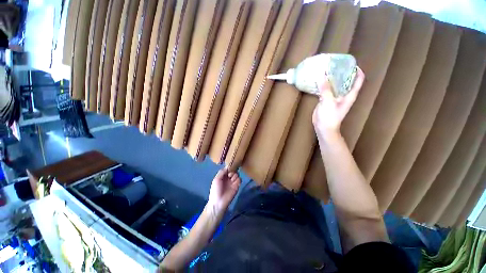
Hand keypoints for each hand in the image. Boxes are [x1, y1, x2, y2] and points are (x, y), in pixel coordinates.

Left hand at [207, 168, 240, 213]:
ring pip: (237, 174)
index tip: (230, 166)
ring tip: (231, 179)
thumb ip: (221, 172)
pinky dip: (238, 179)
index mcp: (222, 176)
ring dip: (234, 175)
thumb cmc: (215, 190)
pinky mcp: (237, 186)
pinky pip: (240, 179)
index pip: (227, 168)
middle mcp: (228, 178)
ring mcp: (233, 181)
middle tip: (229, 175)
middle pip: (233, 170)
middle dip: (232, 170)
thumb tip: (227, 166)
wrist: (219, 202)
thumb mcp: (216, 179)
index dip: (229, 167)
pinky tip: (234, 182)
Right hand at [312, 67, 364, 136]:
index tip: (350, 63)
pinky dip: (323, 85)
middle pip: (345, 80)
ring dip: (331, 78)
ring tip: (325, 70)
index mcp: (349, 95)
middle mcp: (343, 94)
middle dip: (341, 72)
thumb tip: (322, 74)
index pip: (358, 80)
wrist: (323, 128)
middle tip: (334, 64)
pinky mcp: (325, 100)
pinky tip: (318, 81)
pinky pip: (325, 90)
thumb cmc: (330, 117)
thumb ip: (325, 89)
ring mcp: (334, 98)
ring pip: (334, 85)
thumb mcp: (328, 102)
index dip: (356, 71)